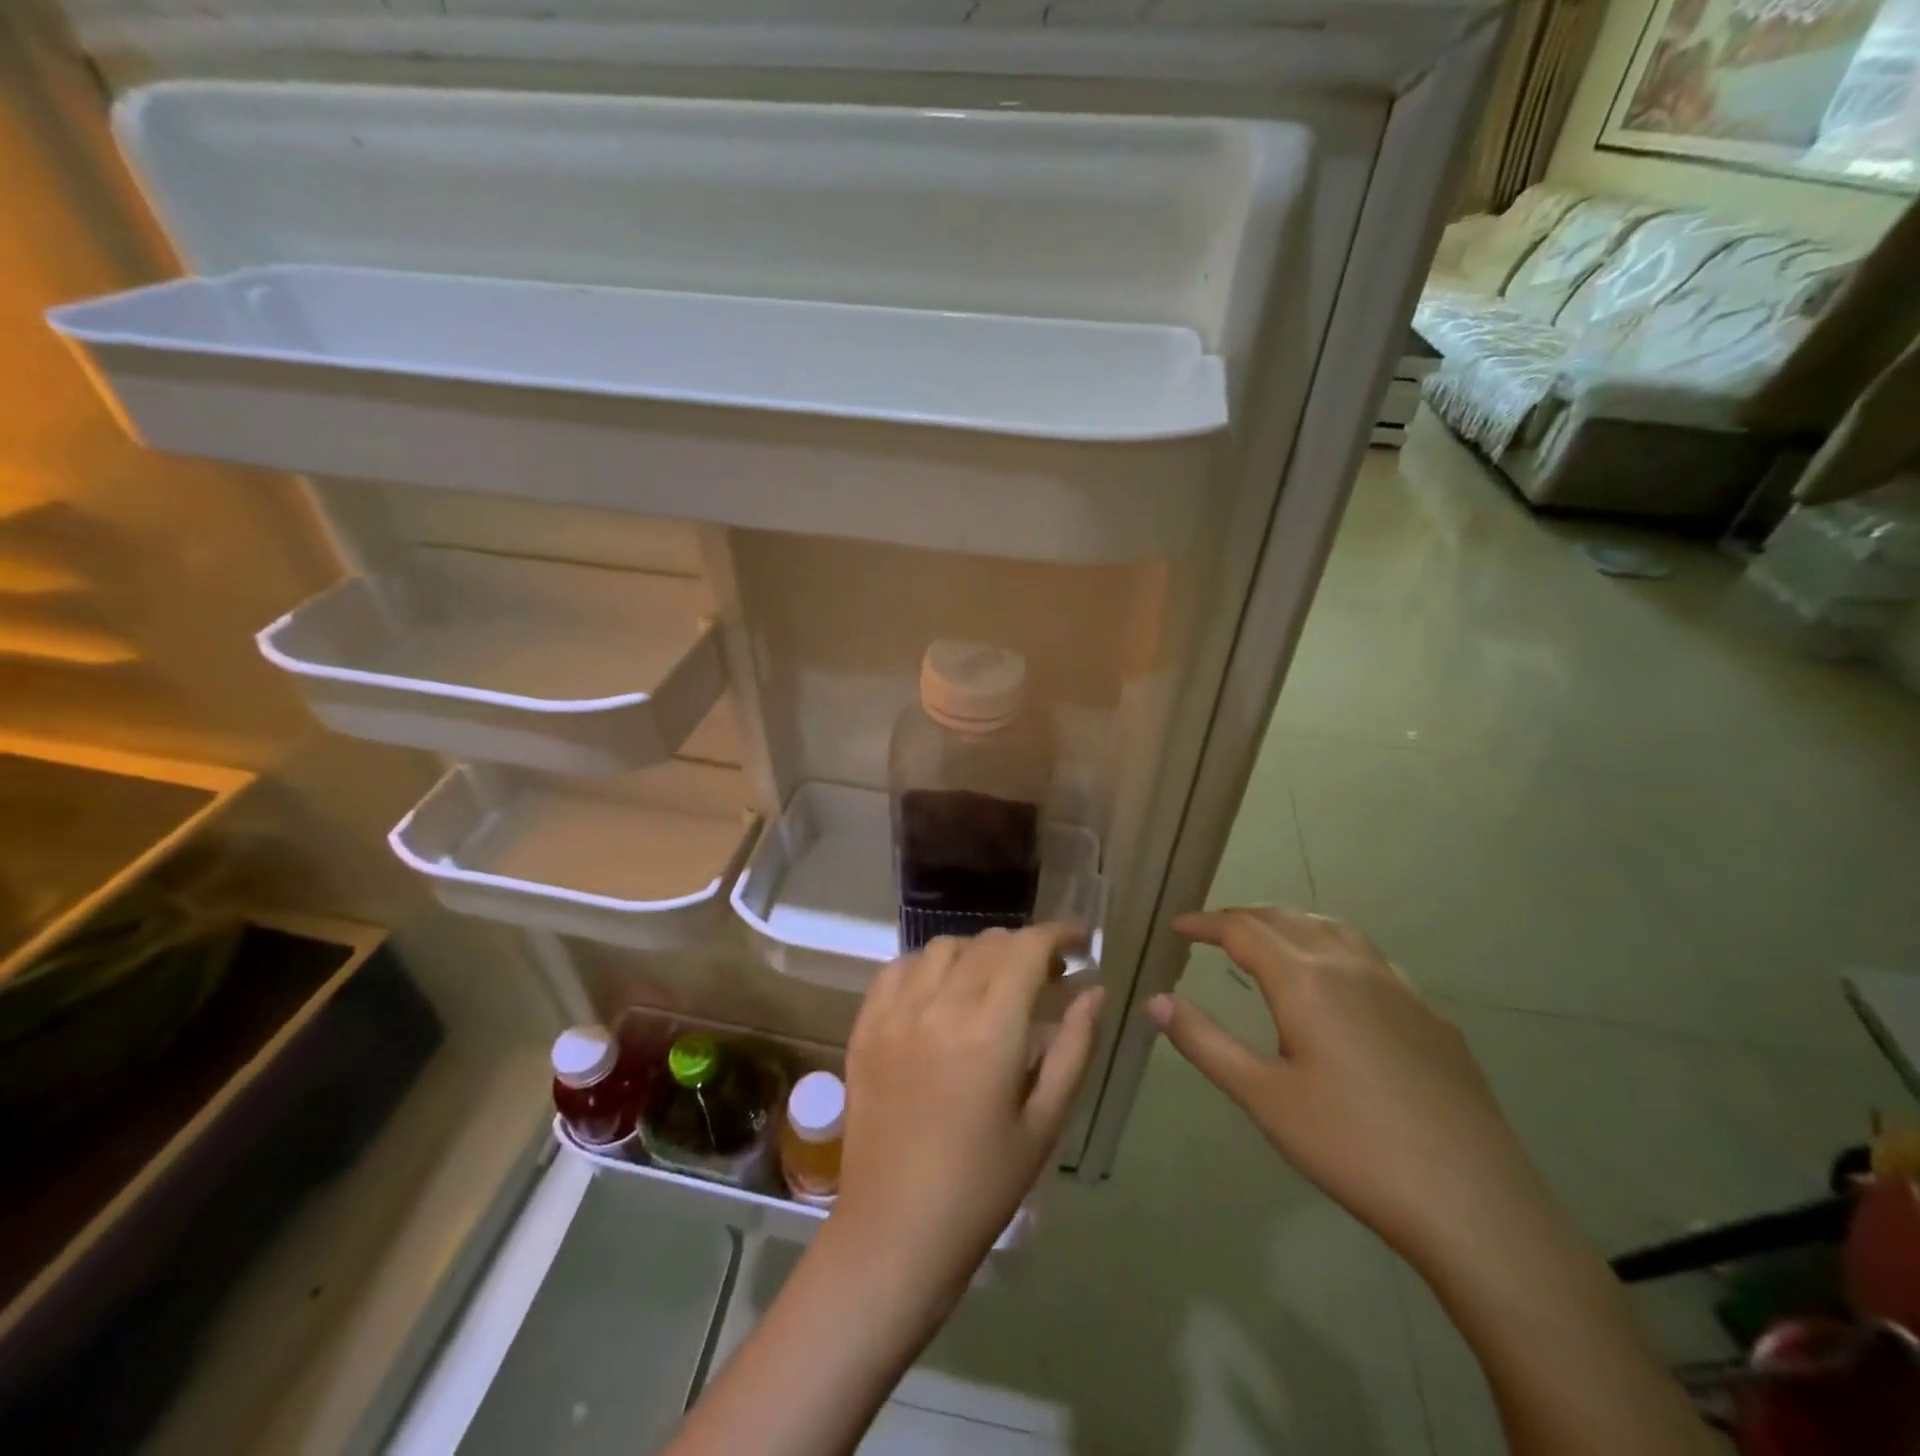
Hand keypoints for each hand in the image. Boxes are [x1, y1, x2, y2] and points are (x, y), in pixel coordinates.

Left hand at [832, 924, 1105, 1309]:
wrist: (895, 1231)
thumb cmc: (982, 1186)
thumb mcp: (1045, 1123)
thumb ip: (1073, 1048)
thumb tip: (1094, 992)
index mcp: (990, 1029)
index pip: (1027, 949)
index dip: (1057, 935)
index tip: (1079, 943)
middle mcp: (939, 1005)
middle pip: (988, 943)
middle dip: (1024, 948)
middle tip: (1044, 977)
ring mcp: (895, 1012)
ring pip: (943, 947)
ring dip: (977, 953)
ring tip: (991, 984)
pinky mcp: (865, 1026)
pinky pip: (897, 968)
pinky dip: (927, 966)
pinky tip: (939, 992)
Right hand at [1155, 906, 1546, 1270]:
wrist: (1474, 1203)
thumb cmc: (1352, 1146)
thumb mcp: (1262, 1097)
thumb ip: (1204, 1041)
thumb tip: (1154, 1000)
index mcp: (1306, 979)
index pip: (1242, 929)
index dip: (1205, 924)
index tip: (1177, 927)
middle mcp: (1351, 966)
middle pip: (1287, 919)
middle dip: (1243, 918)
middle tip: (1212, 931)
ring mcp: (1399, 988)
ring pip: (1334, 930)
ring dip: (1291, 924)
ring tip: (1269, 940)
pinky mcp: (1432, 1016)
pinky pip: (1371, 958)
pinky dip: (1335, 949)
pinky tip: (1339, 985)